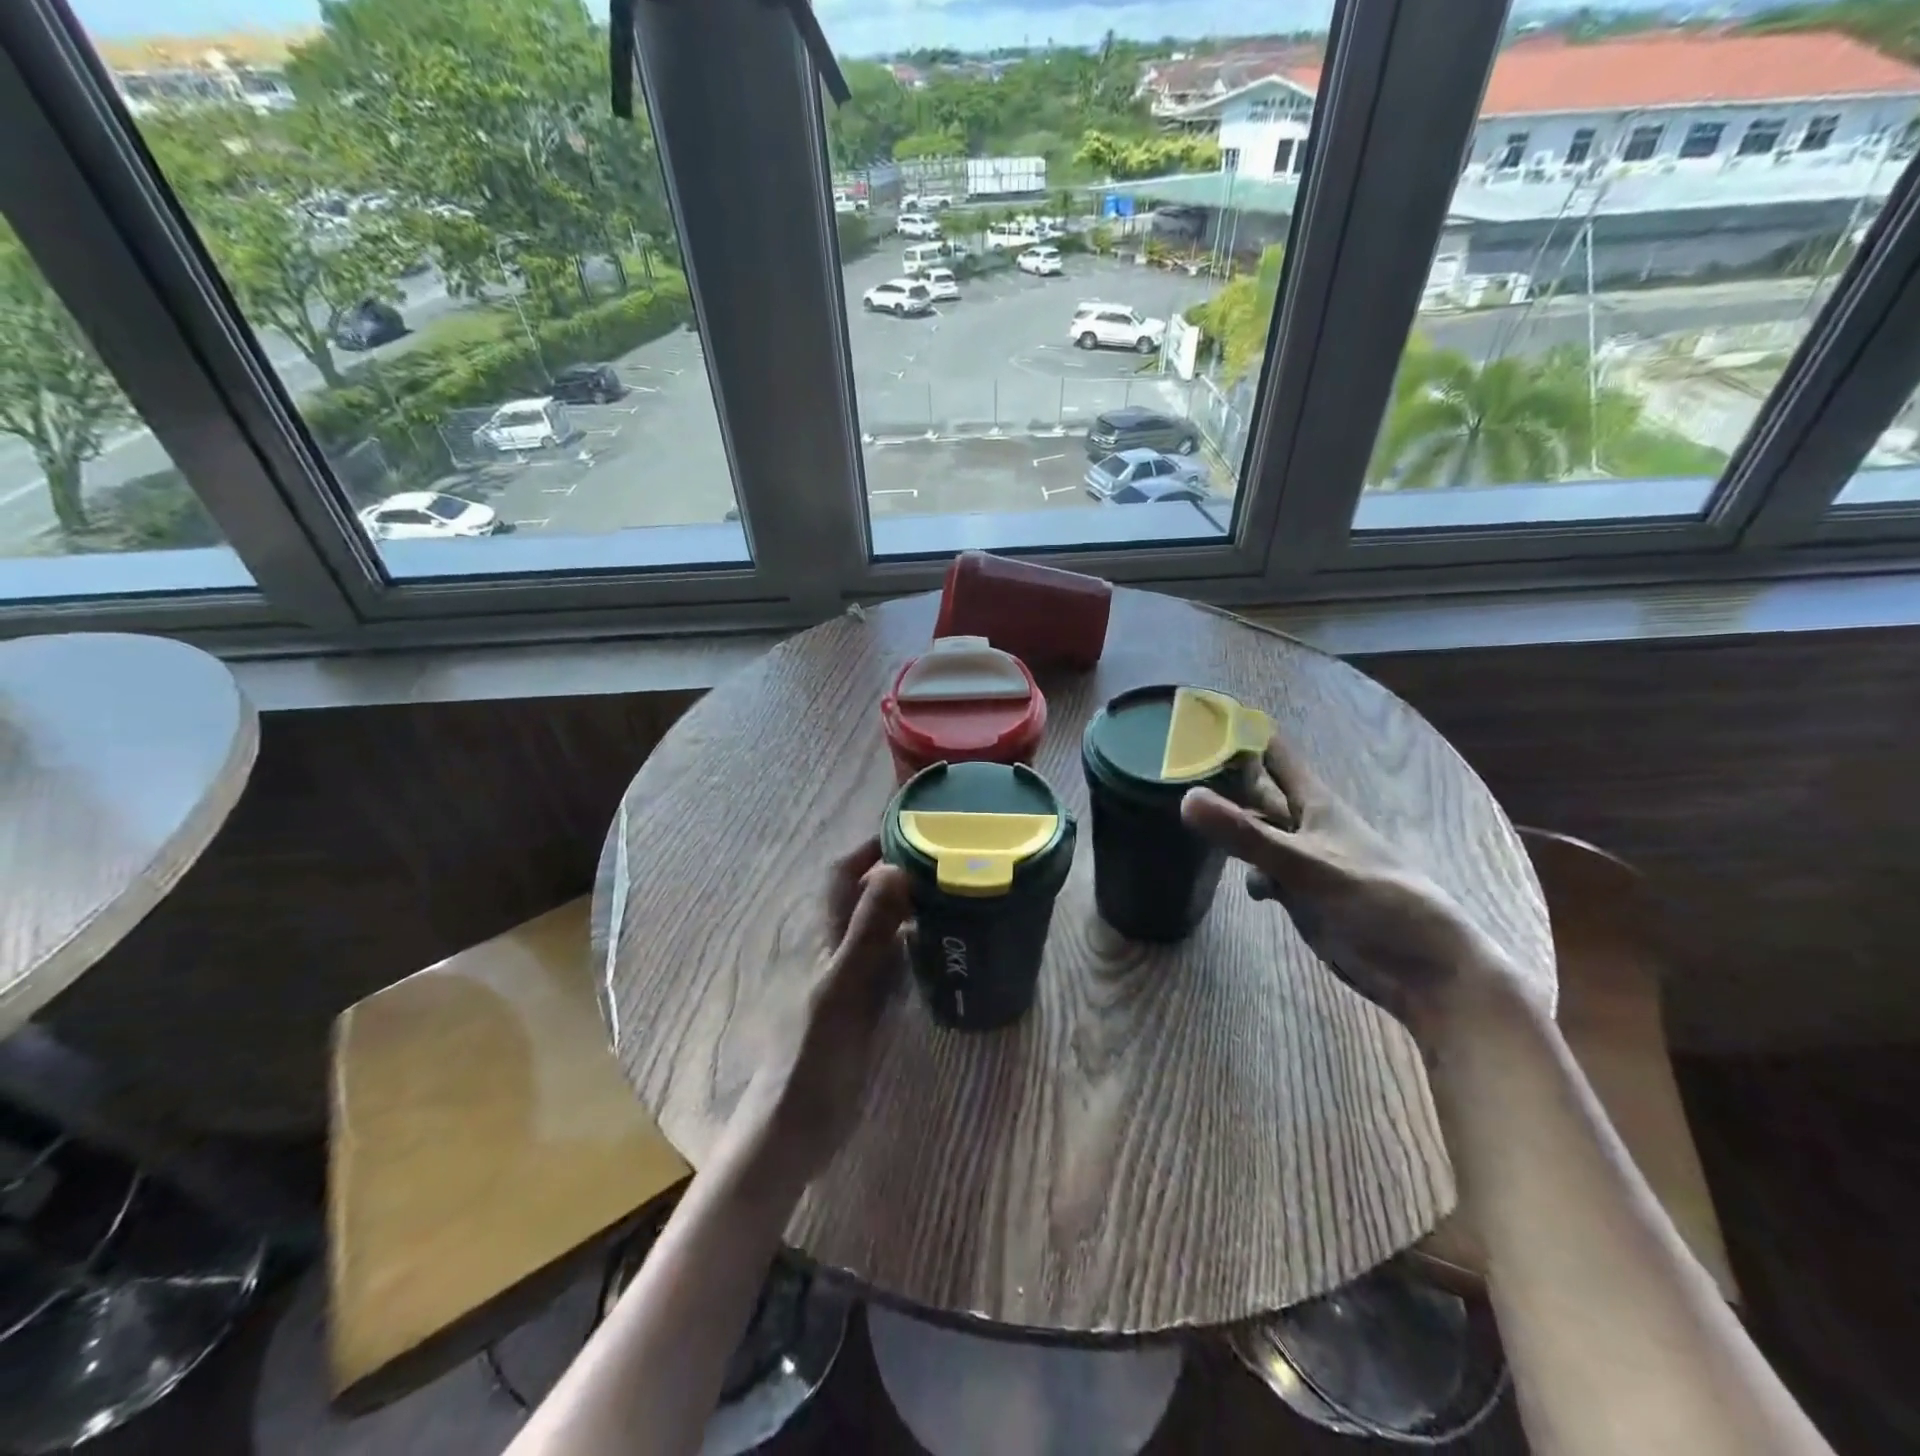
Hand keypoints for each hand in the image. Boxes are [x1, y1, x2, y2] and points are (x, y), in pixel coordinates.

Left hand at [736, 840, 912, 1191]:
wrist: (795, 1128)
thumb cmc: (814, 1054)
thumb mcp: (844, 987)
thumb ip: (869, 931)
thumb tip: (896, 868)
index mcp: (824, 934)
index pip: (842, 873)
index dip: (869, 847)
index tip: (910, 828)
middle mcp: (835, 948)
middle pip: (864, 896)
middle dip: (898, 872)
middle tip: (947, 861)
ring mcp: (850, 978)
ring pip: (880, 929)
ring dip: (909, 908)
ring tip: (954, 896)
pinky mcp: (864, 1008)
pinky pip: (892, 964)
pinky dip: (913, 948)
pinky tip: (942, 951)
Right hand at [1180, 734, 1522, 1034]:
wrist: (1425, 970)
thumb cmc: (1377, 902)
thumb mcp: (1307, 866)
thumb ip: (1247, 835)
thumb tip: (1185, 798)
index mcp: (1316, 802)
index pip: (1272, 751)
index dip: (1240, 730)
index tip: (1197, 713)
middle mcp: (1306, 823)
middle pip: (1257, 789)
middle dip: (1222, 776)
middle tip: (1173, 765)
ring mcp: (1303, 859)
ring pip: (1256, 831)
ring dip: (1230, 824)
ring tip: (1186, 814)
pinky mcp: (1302, 893)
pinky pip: (1264, 870)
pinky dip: (1249, 872)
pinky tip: (1246, 886)